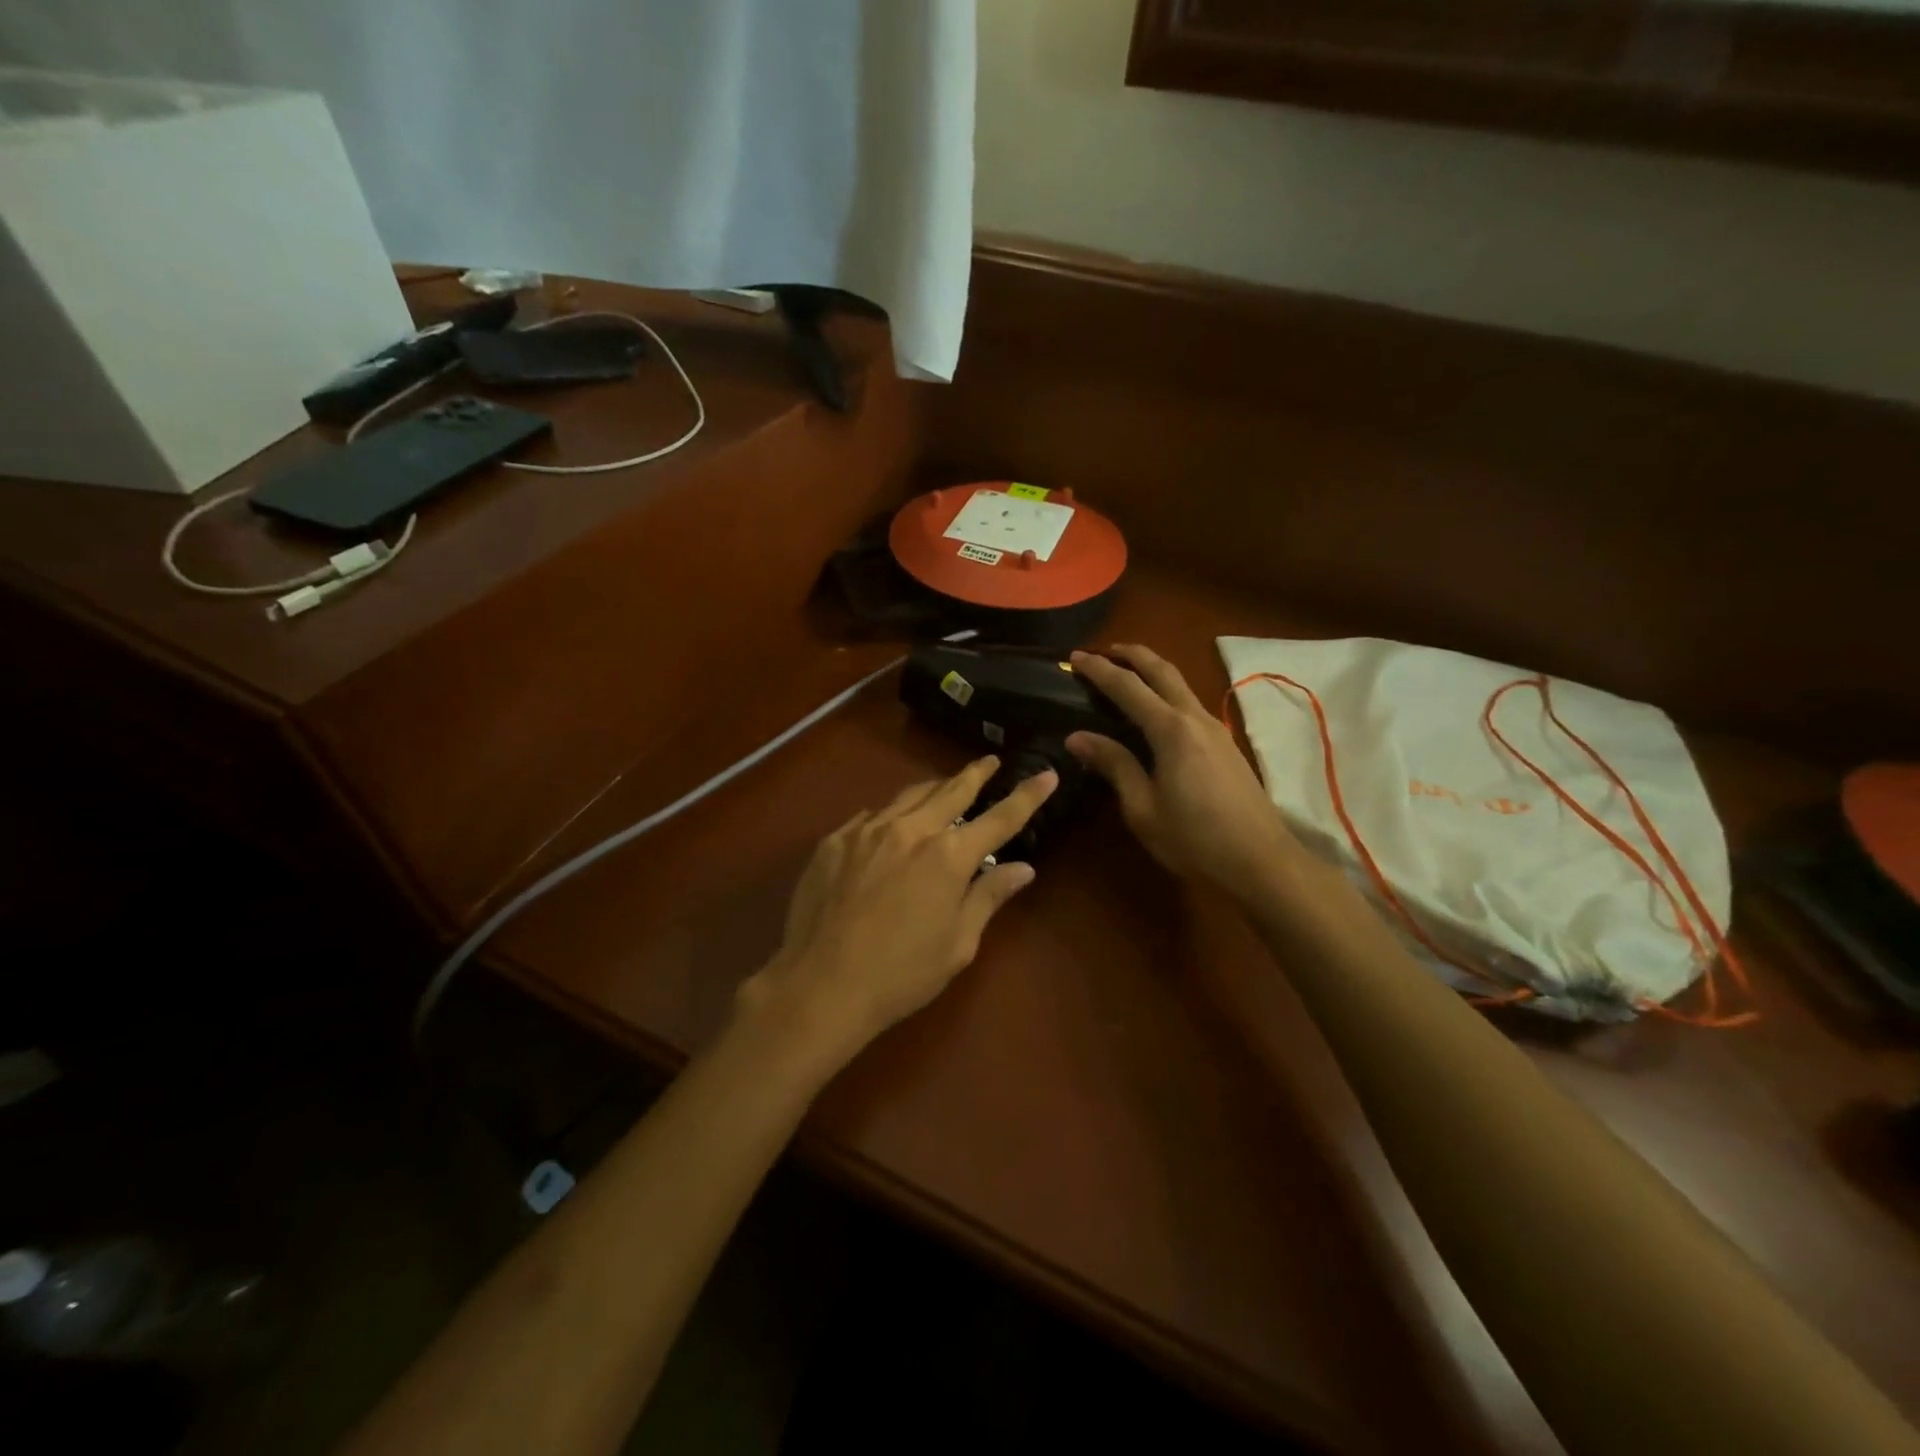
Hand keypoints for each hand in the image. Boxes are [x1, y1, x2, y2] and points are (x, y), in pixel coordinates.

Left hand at [738, 757, 1057, 1068]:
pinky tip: (889, 825)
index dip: (1027, 795)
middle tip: (989, 761)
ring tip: (944, 786)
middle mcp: (911, 830)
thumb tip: (1022, 868)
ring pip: (908, 796)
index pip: (1000, 818)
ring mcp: (867, 830)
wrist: (820, 985)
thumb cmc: (901, 974)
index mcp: (948, 856)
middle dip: (975, 773)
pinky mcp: (835, 840)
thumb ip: (988, 897)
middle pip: (951, 790)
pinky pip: (870, 816)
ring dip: (933, 788)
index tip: (1047, 774)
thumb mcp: (957, 944)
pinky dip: (890, 815)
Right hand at [1066, 645, 1294, 904]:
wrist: (1260, 860)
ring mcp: (1215, 729)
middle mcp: (1194, 718)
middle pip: (1162, 670)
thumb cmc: (1194, 839)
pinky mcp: (1225, 744)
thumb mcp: (1143, 808)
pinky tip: (1156, 711)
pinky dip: (1166, 693)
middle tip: (1104, 650)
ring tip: (1126, 674)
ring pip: (1180, 684)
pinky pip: (1189, 703)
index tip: (1074, 656)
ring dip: (1152, 671)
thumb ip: (1114, 765)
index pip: (1127, 687)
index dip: (1098, 670)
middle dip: (1132, 655)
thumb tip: (1077, 737)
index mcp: (1170, 730)